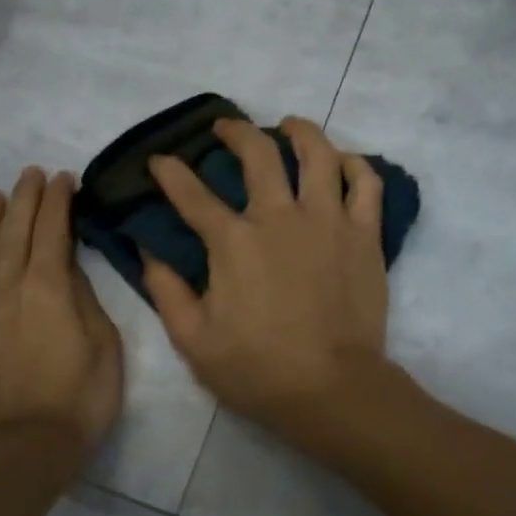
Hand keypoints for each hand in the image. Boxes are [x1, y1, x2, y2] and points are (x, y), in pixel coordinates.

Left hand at [0, 167, 122, 450]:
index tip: (64, 178)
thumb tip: (68, 269)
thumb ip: (84, 299)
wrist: (24, 446)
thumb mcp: (104, 345)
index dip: (58, 200)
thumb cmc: (79, 397)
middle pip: (14, 230)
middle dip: (24, 198)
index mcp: (48, 286)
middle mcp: (9, 286)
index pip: (52, 229)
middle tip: (31, 174)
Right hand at [144, 117, 388, 434]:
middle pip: (258, 153)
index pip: (192, 194)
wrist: (332, 389)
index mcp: (234, 242)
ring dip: (299, 131)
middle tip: (225, 128)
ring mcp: (328, 221)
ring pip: (318, 153)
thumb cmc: (258, 370)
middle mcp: (280, 217)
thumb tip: (150, 254)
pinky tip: (342, 162)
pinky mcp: (364, 235)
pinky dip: (354, 165)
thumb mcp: (194, 340)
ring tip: (288, 126)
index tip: (160, 161)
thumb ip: (167, 292)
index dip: (171, 172)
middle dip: (235, 131)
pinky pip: (366, 183)